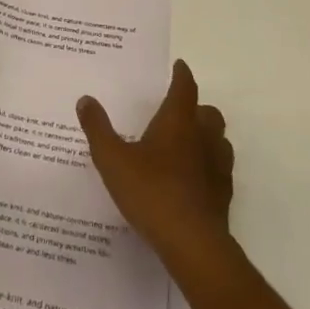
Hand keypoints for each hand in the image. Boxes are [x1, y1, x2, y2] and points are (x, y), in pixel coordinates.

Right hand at [77, 60, 233, 271]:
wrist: (192, 242)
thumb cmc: (151, 191)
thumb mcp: (112, 159)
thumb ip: (98, 129)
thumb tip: (85, 99)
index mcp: (178, 121)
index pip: (184, 87)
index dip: (181, 74)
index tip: (179, 65)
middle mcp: (203, 137)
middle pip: (208, 112)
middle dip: (196, 107)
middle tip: (178, 111)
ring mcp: (218, 166)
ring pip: (219, 140)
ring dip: (206, 136)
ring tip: (186, 144)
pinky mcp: (224, 194)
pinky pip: (219, 170)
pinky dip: (208, 167)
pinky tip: (192, 179)